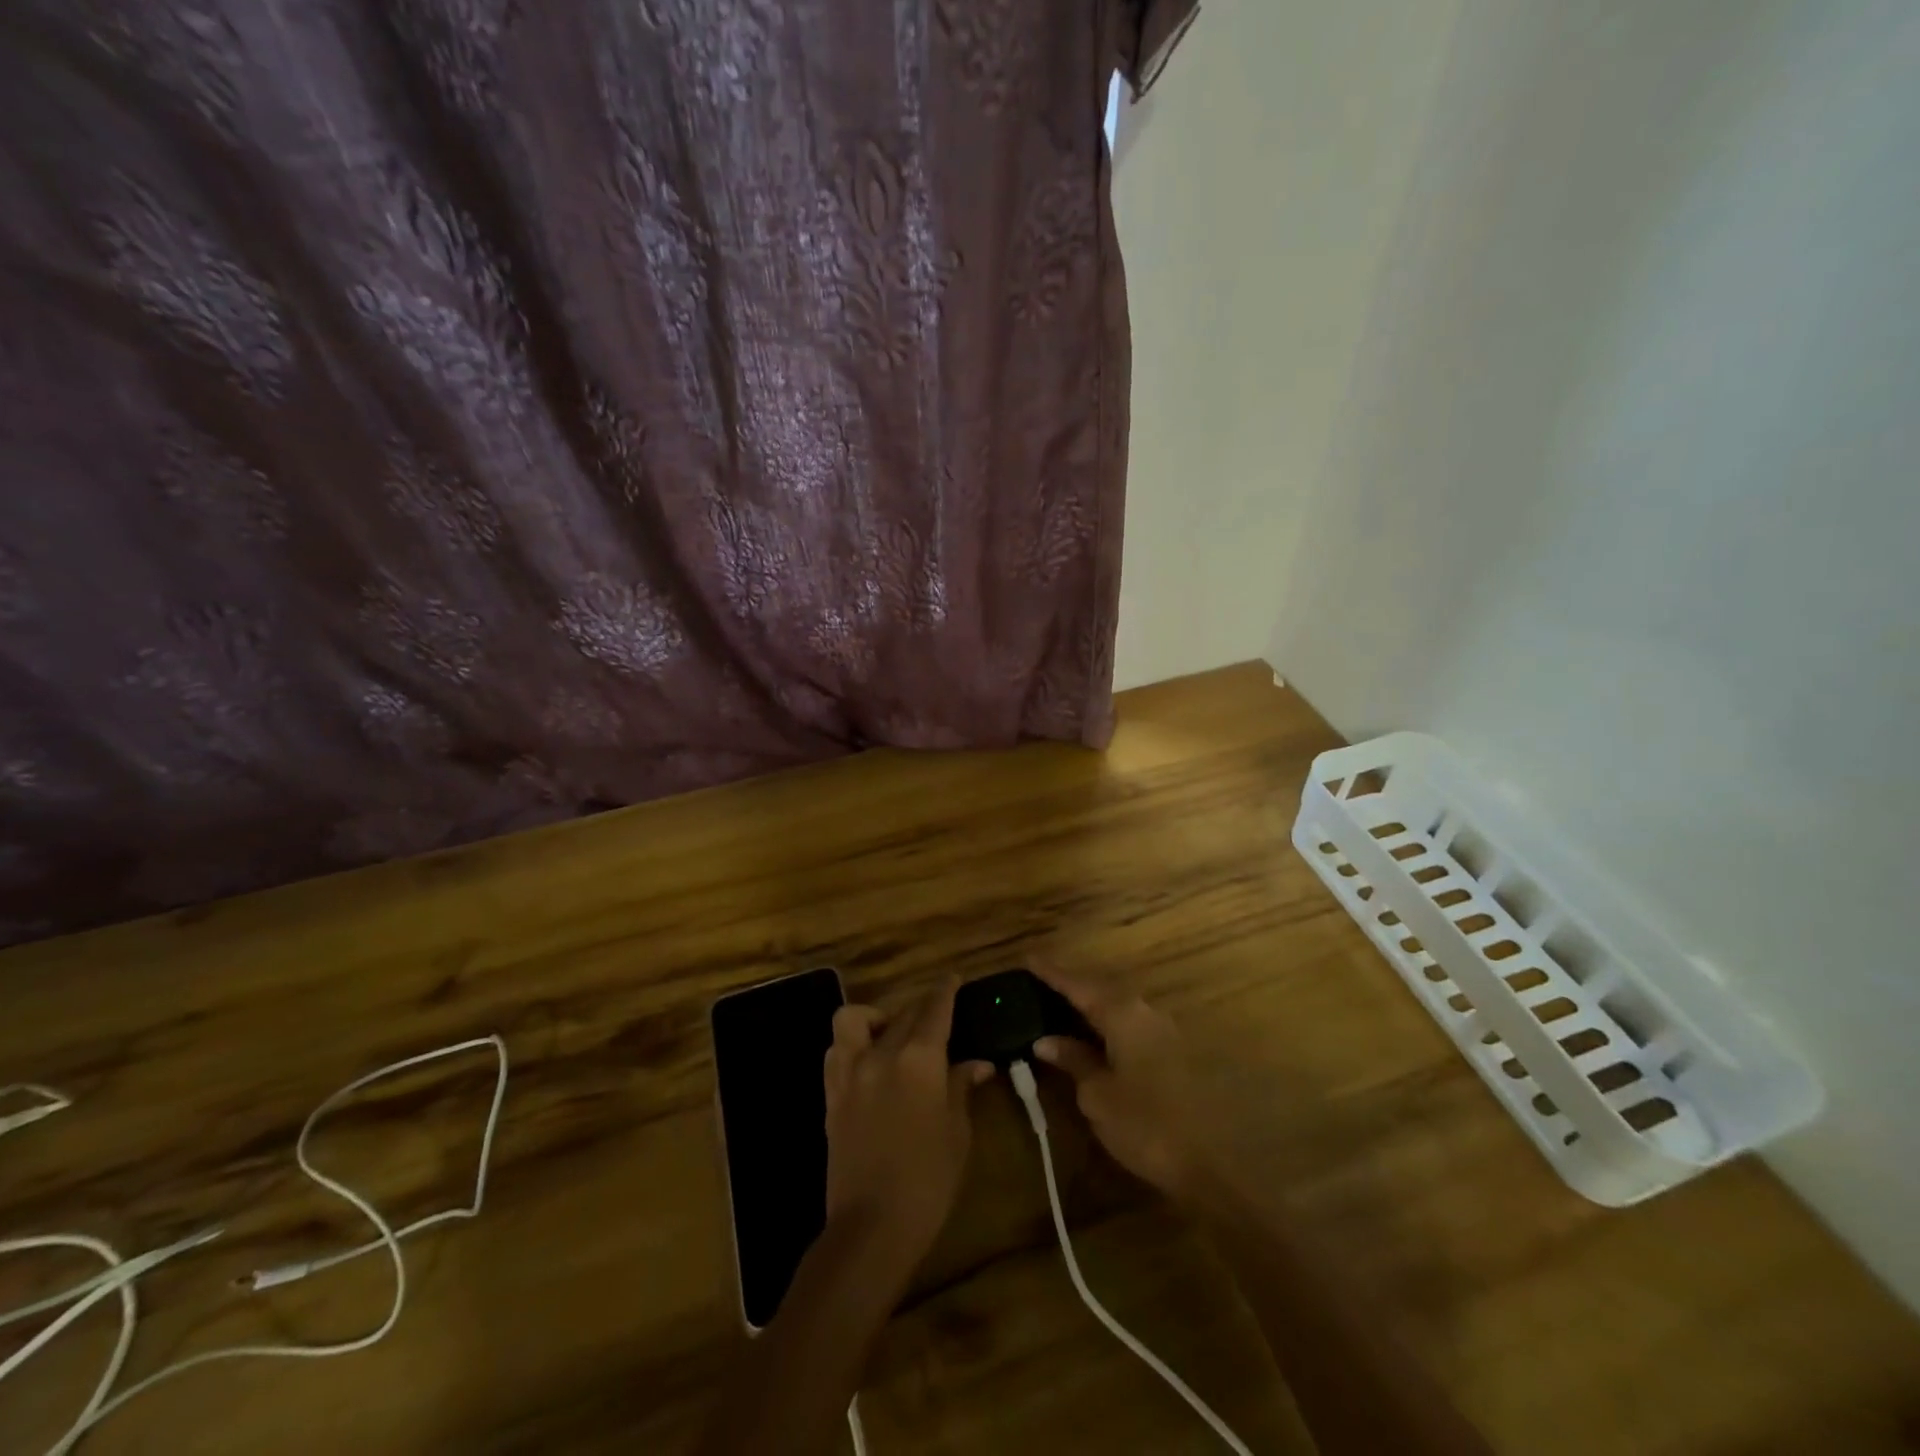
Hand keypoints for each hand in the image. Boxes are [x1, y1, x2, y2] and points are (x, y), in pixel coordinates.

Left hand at [823, 979, 992, 1269]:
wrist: (870, 1227)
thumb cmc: (928, 1181)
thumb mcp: (957, 1132)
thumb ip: (962, 1087)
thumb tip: (978, 1064)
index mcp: (919, 1059)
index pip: (934, 1009)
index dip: (945, 991)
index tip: (953, 979)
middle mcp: (880, 1053)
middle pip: (902, 1013)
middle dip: (921, 1009)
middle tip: (937, 1019)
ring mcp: (849, 1072)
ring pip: (854, 1019)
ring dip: (874, 1018)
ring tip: (891, 1035)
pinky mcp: (831, 1094)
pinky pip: (836, 1050)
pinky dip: (851, 1044)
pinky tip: (868, 1061)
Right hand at [1032, 969, 1222, 1202]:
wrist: (1217, 1162)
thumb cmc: (1147, 1124)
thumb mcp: (1098, 1095)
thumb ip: (1073, 1060)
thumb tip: (1047, 1041)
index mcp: (1122, 1012)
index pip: (1078, 984)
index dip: (1051, 973)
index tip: (1028, 959)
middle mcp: (1144, 1011)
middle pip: (1100, 990)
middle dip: (1071, 988)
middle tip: (1040, 987)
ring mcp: (1164, 1030)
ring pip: (1117, 1008)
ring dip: (1090, 1009)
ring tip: (1062, 1012)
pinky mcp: (1175, 1052)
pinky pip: (1130, 1026)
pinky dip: (1107, 1027)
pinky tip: (1094, 1039)